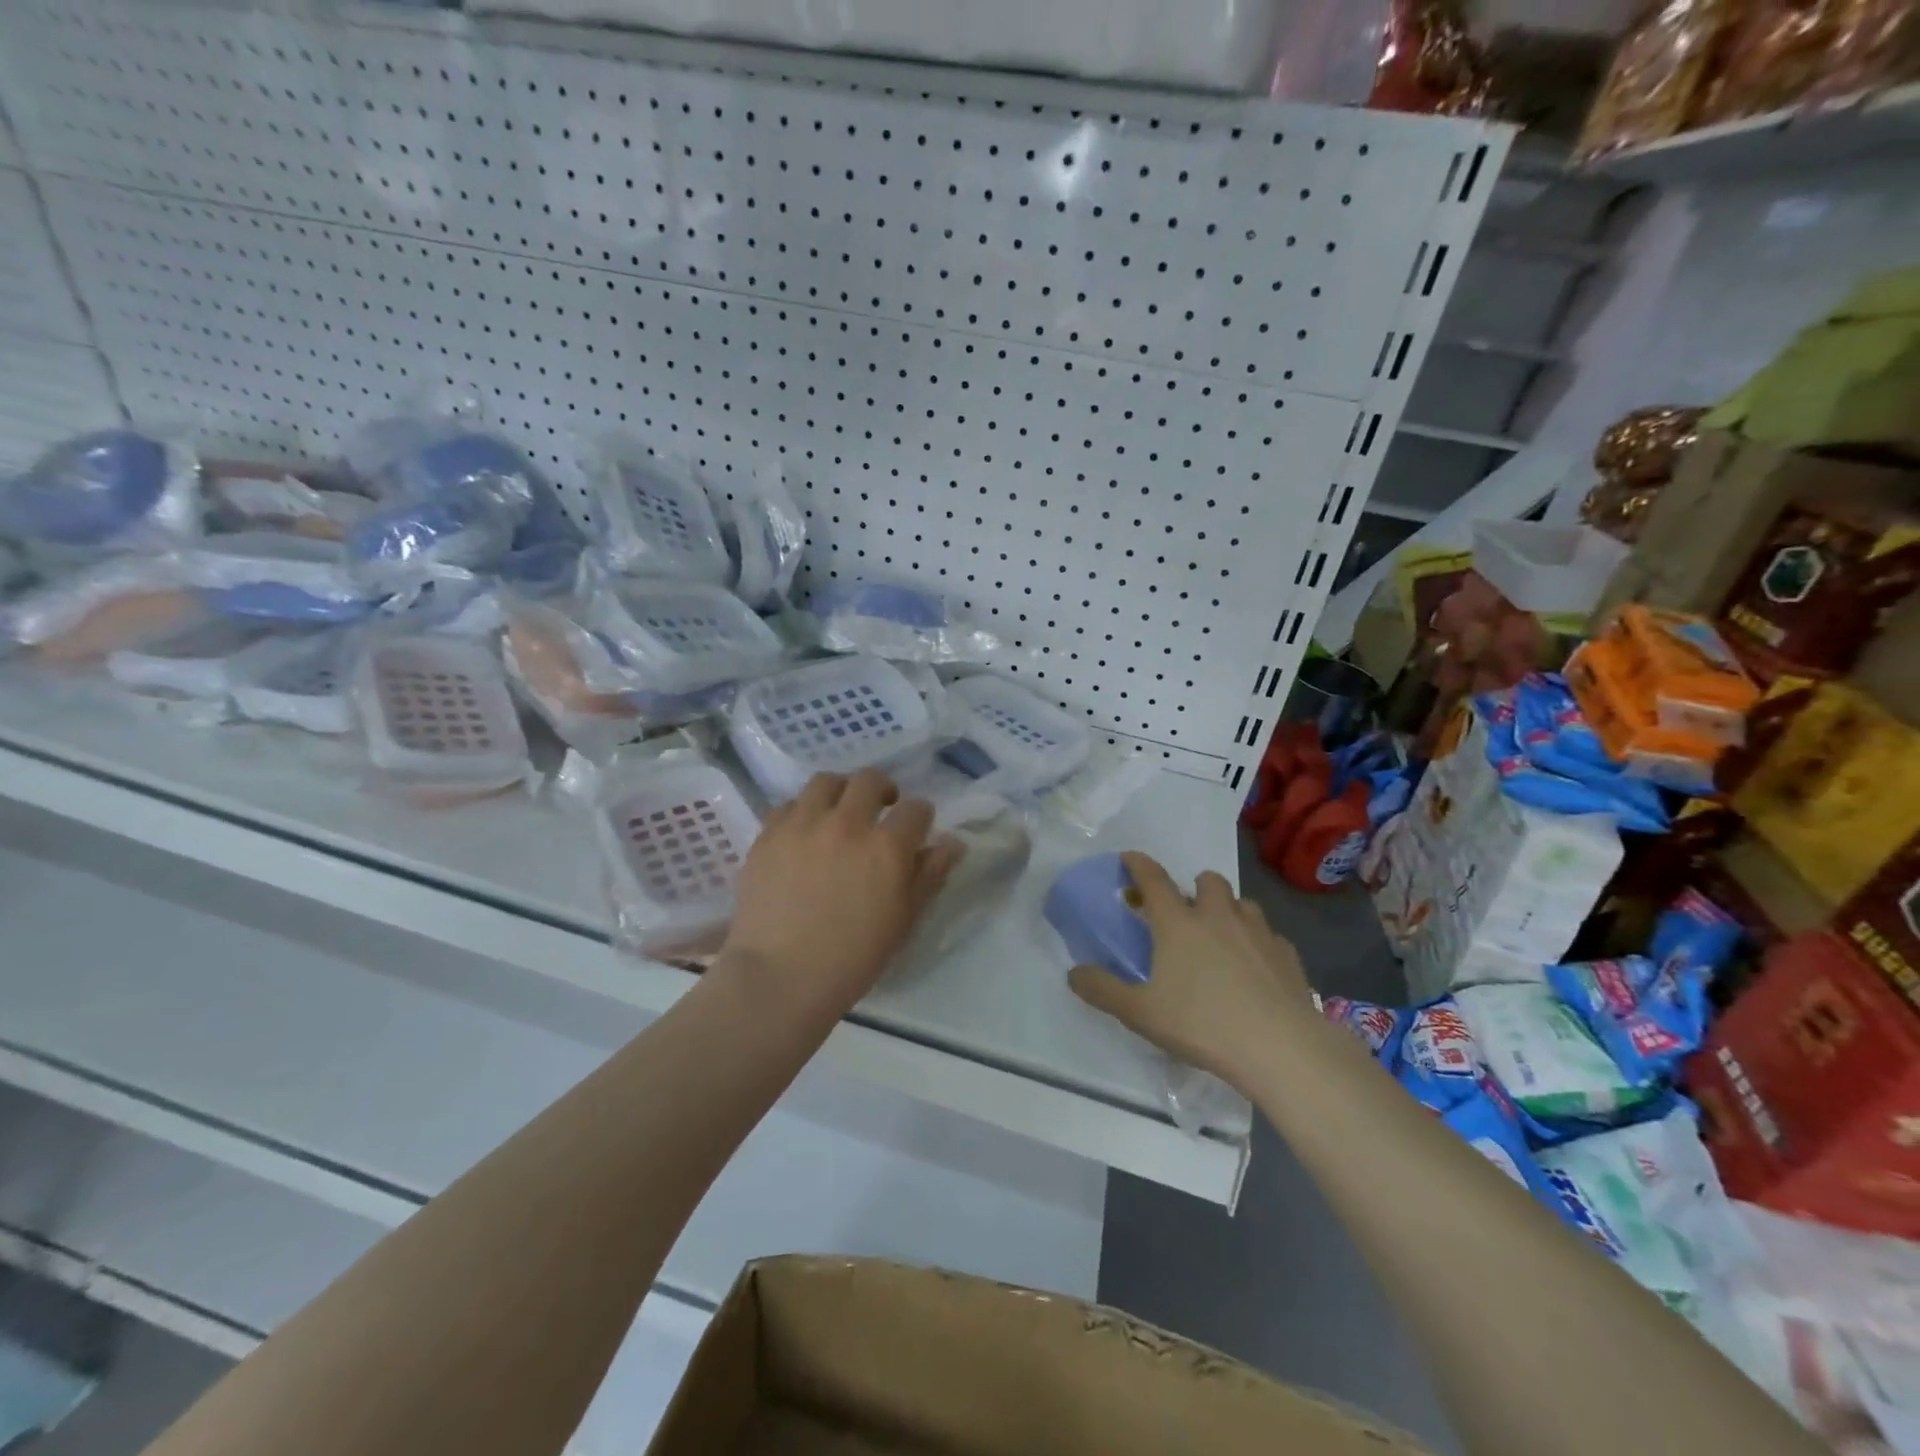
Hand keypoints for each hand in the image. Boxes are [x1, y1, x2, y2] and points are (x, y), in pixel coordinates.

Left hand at [722, 769, 958, 1018]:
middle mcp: (846, 823)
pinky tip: (803, 834)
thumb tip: (953, 843)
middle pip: (870, 780)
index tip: (916, 829)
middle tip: (880, 810)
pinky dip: (802, 812)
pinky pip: (787, 805)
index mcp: (886, 847)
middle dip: (883, 790)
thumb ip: (930, 875)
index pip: (916, 809)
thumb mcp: (903, 920)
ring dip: (840, 791)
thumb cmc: (852, 958)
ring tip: (839, 813)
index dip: (920, 817)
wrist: (780, 977)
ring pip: (826, 782)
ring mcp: (803, 824)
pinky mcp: (768, 834)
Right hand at [1069, 851, 1315, 1087]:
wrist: (1280, 1047)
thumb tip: (1073, 973)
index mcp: (1178, 923)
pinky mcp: (1287, 955)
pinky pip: (1269, 935)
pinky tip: (1255, 967)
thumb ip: (1103, 990)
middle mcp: (1218, 916)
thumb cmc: (1202, 1024)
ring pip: (1242, 903)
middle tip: (1186, 912)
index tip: (1130, 857)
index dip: (1138, 864)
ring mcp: (1258, 932)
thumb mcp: (1140, 1012)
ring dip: (1229, 910)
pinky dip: (1258, 942)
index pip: (1153, 879)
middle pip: (1207, 881)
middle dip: (1195, 887)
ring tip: (1222, 936)